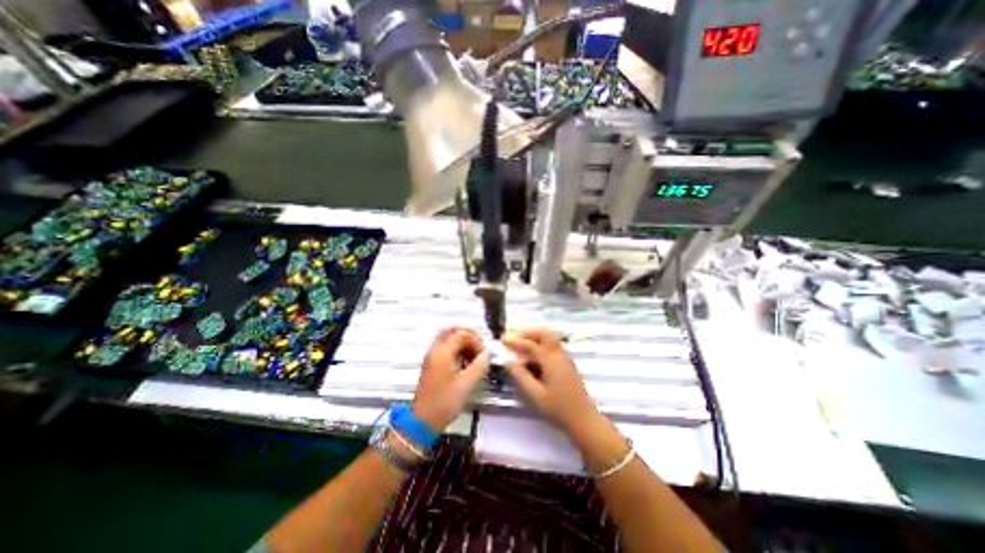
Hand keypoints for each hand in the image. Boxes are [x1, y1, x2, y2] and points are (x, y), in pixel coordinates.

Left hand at [412, 327, 488, 432]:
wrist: (422, 421)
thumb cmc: (444, 402)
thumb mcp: (466, 384)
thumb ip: (479, 366)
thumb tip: (487, 354)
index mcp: (443, 352)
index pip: (462, 334)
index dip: (476, 341)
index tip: (484, 355)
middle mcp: (435, 350)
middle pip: (452, 331)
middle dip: (468, 337)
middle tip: (479, 349)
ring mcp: (431, 357)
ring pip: (448, 339)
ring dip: (462, 343)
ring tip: (474, 357)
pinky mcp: (431, 364)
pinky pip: (445, 348)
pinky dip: (456, 350)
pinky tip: (464, 363)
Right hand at [501, 331, 600, 433]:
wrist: (584, 420)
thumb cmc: (559, 409)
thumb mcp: (536, 395)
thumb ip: (521, 376)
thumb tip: (509, 361)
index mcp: (551, 361)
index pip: (531, 345)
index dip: (516, 341)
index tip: (503, 339)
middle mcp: (559, 355)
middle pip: (545, 334)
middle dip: (529, 333)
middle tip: (515, 339)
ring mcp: (564, 359)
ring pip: (549, 340)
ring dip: (534, 340)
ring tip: (520, 349)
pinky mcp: (566, 365)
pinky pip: (551, 349)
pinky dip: (540, 348)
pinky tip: (531, 361)